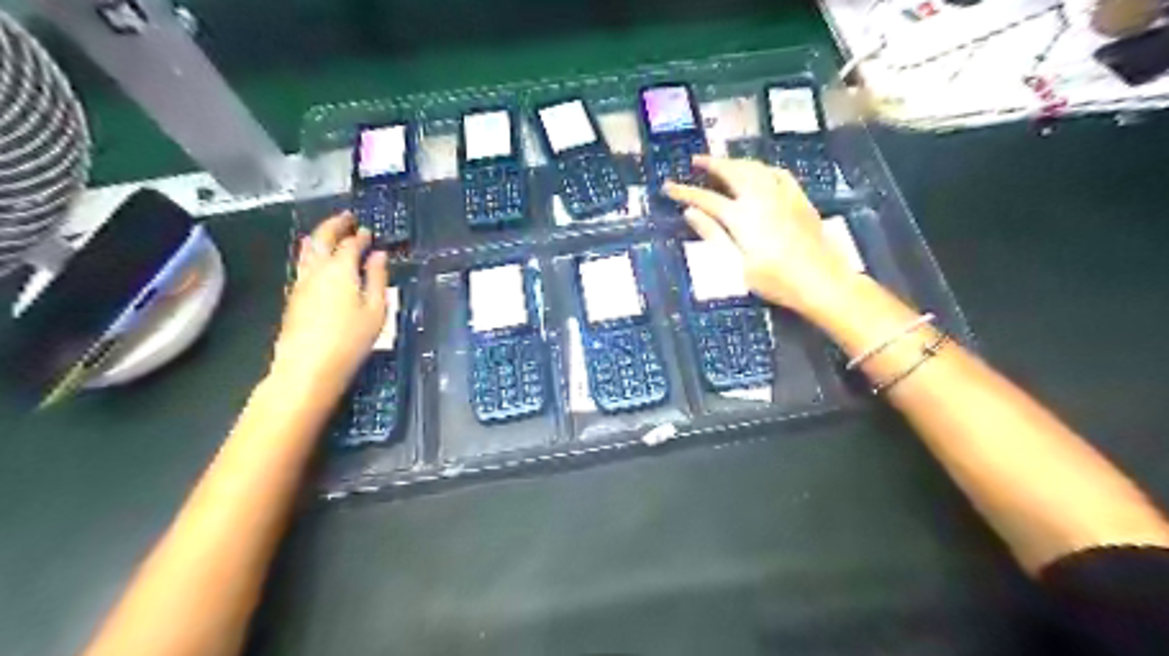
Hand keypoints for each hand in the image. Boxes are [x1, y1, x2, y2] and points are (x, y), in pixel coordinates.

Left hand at [270, 213, 387, 393]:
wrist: (307, 368)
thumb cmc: (350, 340)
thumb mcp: (376, 311)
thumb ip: (378, 279)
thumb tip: (379, 256)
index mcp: (340, 269)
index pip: (350, 244)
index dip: (360, 236)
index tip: (368, 231)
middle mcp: (316, 270)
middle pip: (321, 238)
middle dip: (334, 225)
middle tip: (346, 217)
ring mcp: (300, 283)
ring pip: (306, 250)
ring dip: (319, 237)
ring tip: (329, 232)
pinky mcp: (293, 298)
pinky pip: (302, 264)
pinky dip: (312, 253)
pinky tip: (318, 261)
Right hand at [666, 154, 855, 314]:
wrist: (821, 281)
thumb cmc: (775, 280)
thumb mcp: (737, 264)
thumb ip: (714, 235)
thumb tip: (690, 213)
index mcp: (741, 216)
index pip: (706, 199)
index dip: (685, 192)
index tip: (668, 186)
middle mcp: (761, 198)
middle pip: (732, 172)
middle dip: (712, 164)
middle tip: (696, 160)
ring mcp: (783, 195)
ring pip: (755, 168)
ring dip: (736, 162)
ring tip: (724, 163)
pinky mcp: (800, 199)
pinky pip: (778, 173)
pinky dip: (763, 168)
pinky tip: (761, 172)